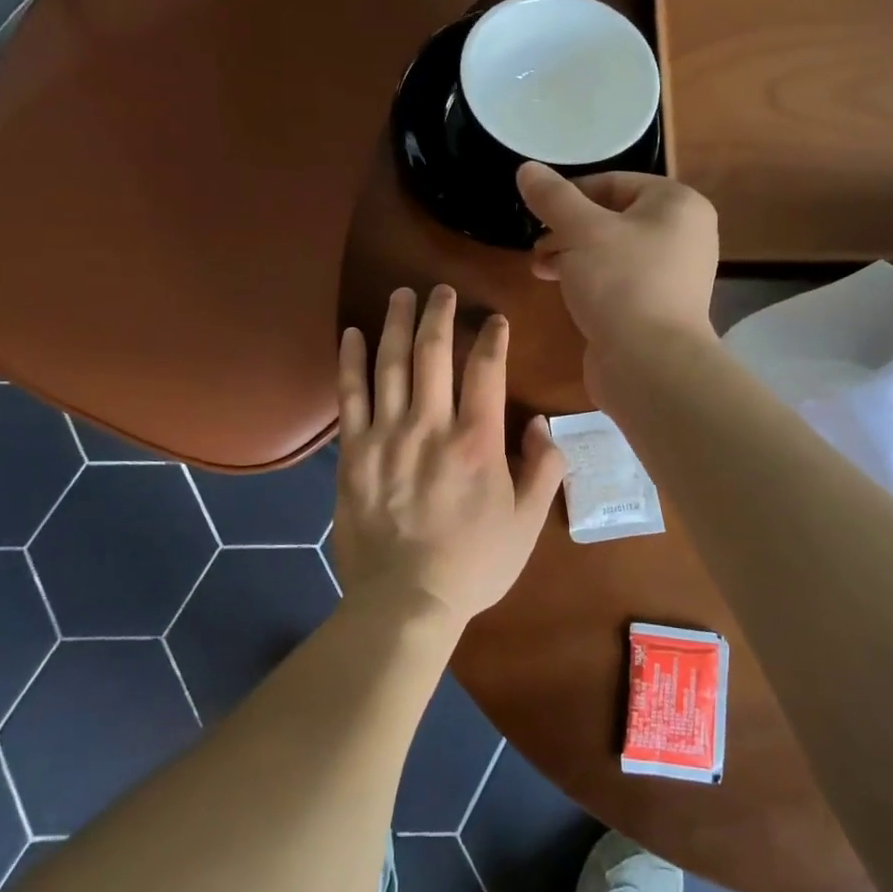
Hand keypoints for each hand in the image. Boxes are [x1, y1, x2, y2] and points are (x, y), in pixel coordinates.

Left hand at [332, 286, 565, 629]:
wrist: (404, 602)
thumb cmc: (474, 564)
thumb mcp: (527, 523)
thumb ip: (543, 469)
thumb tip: (540, 424)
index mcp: (477, 441)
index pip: (486, 369)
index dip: (492, 336)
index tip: (495, 319)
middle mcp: (430, 426)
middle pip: (434, 352)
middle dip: (440, 313)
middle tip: (441, 289)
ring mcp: (386, 436)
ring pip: (390, 363)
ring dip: (396, 323)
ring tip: (401, 294)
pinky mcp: (353, 452)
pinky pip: (350, 396)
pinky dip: (350, 361)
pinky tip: (351, 334)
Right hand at [517, 162, 718, 370]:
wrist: (650, 364)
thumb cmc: (621, 283)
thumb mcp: (581, 230)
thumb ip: (553, 197)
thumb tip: (527, 168)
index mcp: (677, 204)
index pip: (615, 182)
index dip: (571, 194)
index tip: (537, 213)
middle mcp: (683, 234)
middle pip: (613, 217)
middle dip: (568, 228)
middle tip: (537, 245)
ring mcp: (673, 274)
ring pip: (612, 251)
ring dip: (572, 255)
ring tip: (540, 269)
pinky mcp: (657, 307)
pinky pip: (618, 281)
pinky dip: (589, 280)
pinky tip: (563, 292)